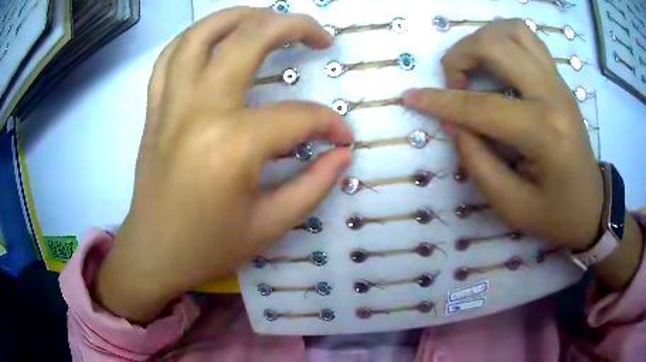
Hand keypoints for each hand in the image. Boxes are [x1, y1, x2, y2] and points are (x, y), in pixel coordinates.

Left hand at [94, 8, 352, 322]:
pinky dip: (193, 38)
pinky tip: (214, 39)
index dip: (329, 125)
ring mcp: (170, 104)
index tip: (342, 139)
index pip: (297, 117)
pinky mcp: (154, 108)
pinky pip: (169, 57)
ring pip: (201, 34)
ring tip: (268, 18)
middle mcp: (198, 109)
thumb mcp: (270, 226)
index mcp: (231, 146)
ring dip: (240, 16)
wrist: (153, 252)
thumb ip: (314, 185)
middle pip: (249, 40)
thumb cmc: (208, 247)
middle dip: (295, 27)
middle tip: (319, 36)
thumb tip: (343, 154)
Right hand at [403, 20, 603, 250]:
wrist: (591, 205)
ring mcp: (558, 81)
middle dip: (460, 57)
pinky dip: (502, 38)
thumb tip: (454, 123)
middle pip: (495, 46)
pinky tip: (496, 59)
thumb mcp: (512, 206)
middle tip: (452, 83)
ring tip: (472, 66)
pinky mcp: (559, 78)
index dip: (441, 102)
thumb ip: (478, 162)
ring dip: (481, 40)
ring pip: (511, 31)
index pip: (482, 106)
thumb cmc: (555, 214)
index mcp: (544, 133)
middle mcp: (553, 94)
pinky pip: (527, 37)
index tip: (410, 97)